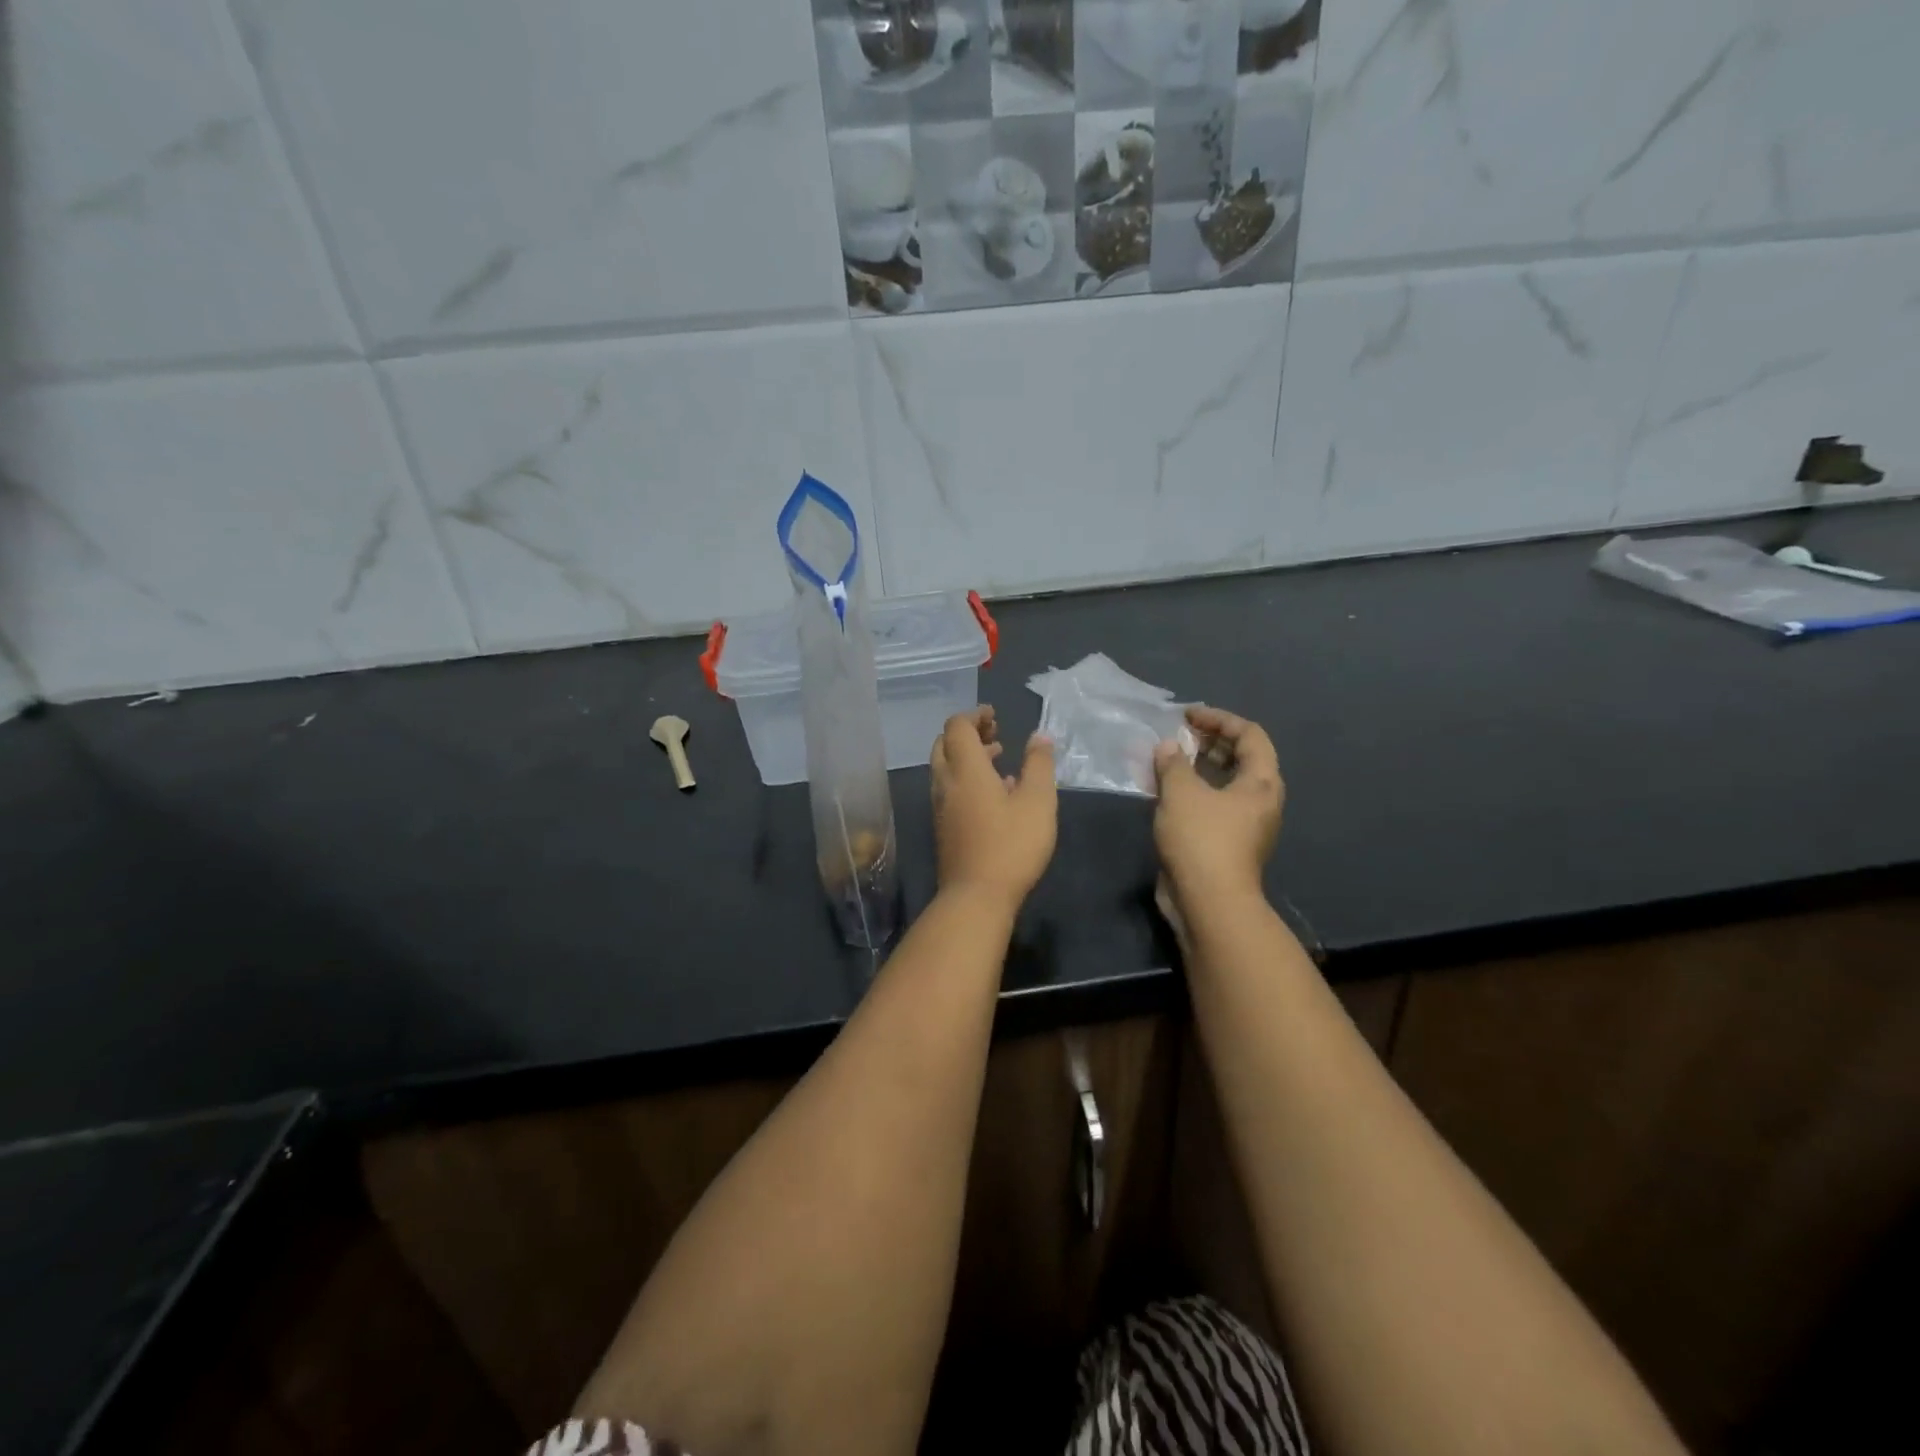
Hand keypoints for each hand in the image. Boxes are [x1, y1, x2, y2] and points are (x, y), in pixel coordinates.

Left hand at [930, 707, 1056, 908]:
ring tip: (998, 759)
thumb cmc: (1011, 845)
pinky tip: (994, 794)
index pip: (957, 727)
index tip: (995, 715)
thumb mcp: (1038, 801)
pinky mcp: (943, 828)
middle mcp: (946, 783)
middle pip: (944, 744)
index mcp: (965, 769)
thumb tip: (1040, 736)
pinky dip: (966, 779)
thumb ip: (1039, 764)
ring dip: (967, 757)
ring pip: (945, 768)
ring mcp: (941, 807)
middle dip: (968, 733)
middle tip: (995, 734)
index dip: (974, 715)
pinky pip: (949, 790)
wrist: (976, 897)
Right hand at [1152, 706, 1283, 907]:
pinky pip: (1211, 804)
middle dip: (1209, 742)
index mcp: (1261, 783)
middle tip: (1178, 736)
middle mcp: (1260, 801)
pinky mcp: (1225, 843)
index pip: (1250, 734)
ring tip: (1167, 760)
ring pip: (1224, 783)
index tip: (1187, 716)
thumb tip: (1168, 747)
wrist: (1208, 902)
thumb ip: (1173, 763)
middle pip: (1241, 758)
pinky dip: (1192, 791)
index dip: (1219, 719)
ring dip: (1197, 767)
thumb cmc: (1201, 839)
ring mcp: (1244, 824)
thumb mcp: (1182, 792)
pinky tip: (1165, 792)